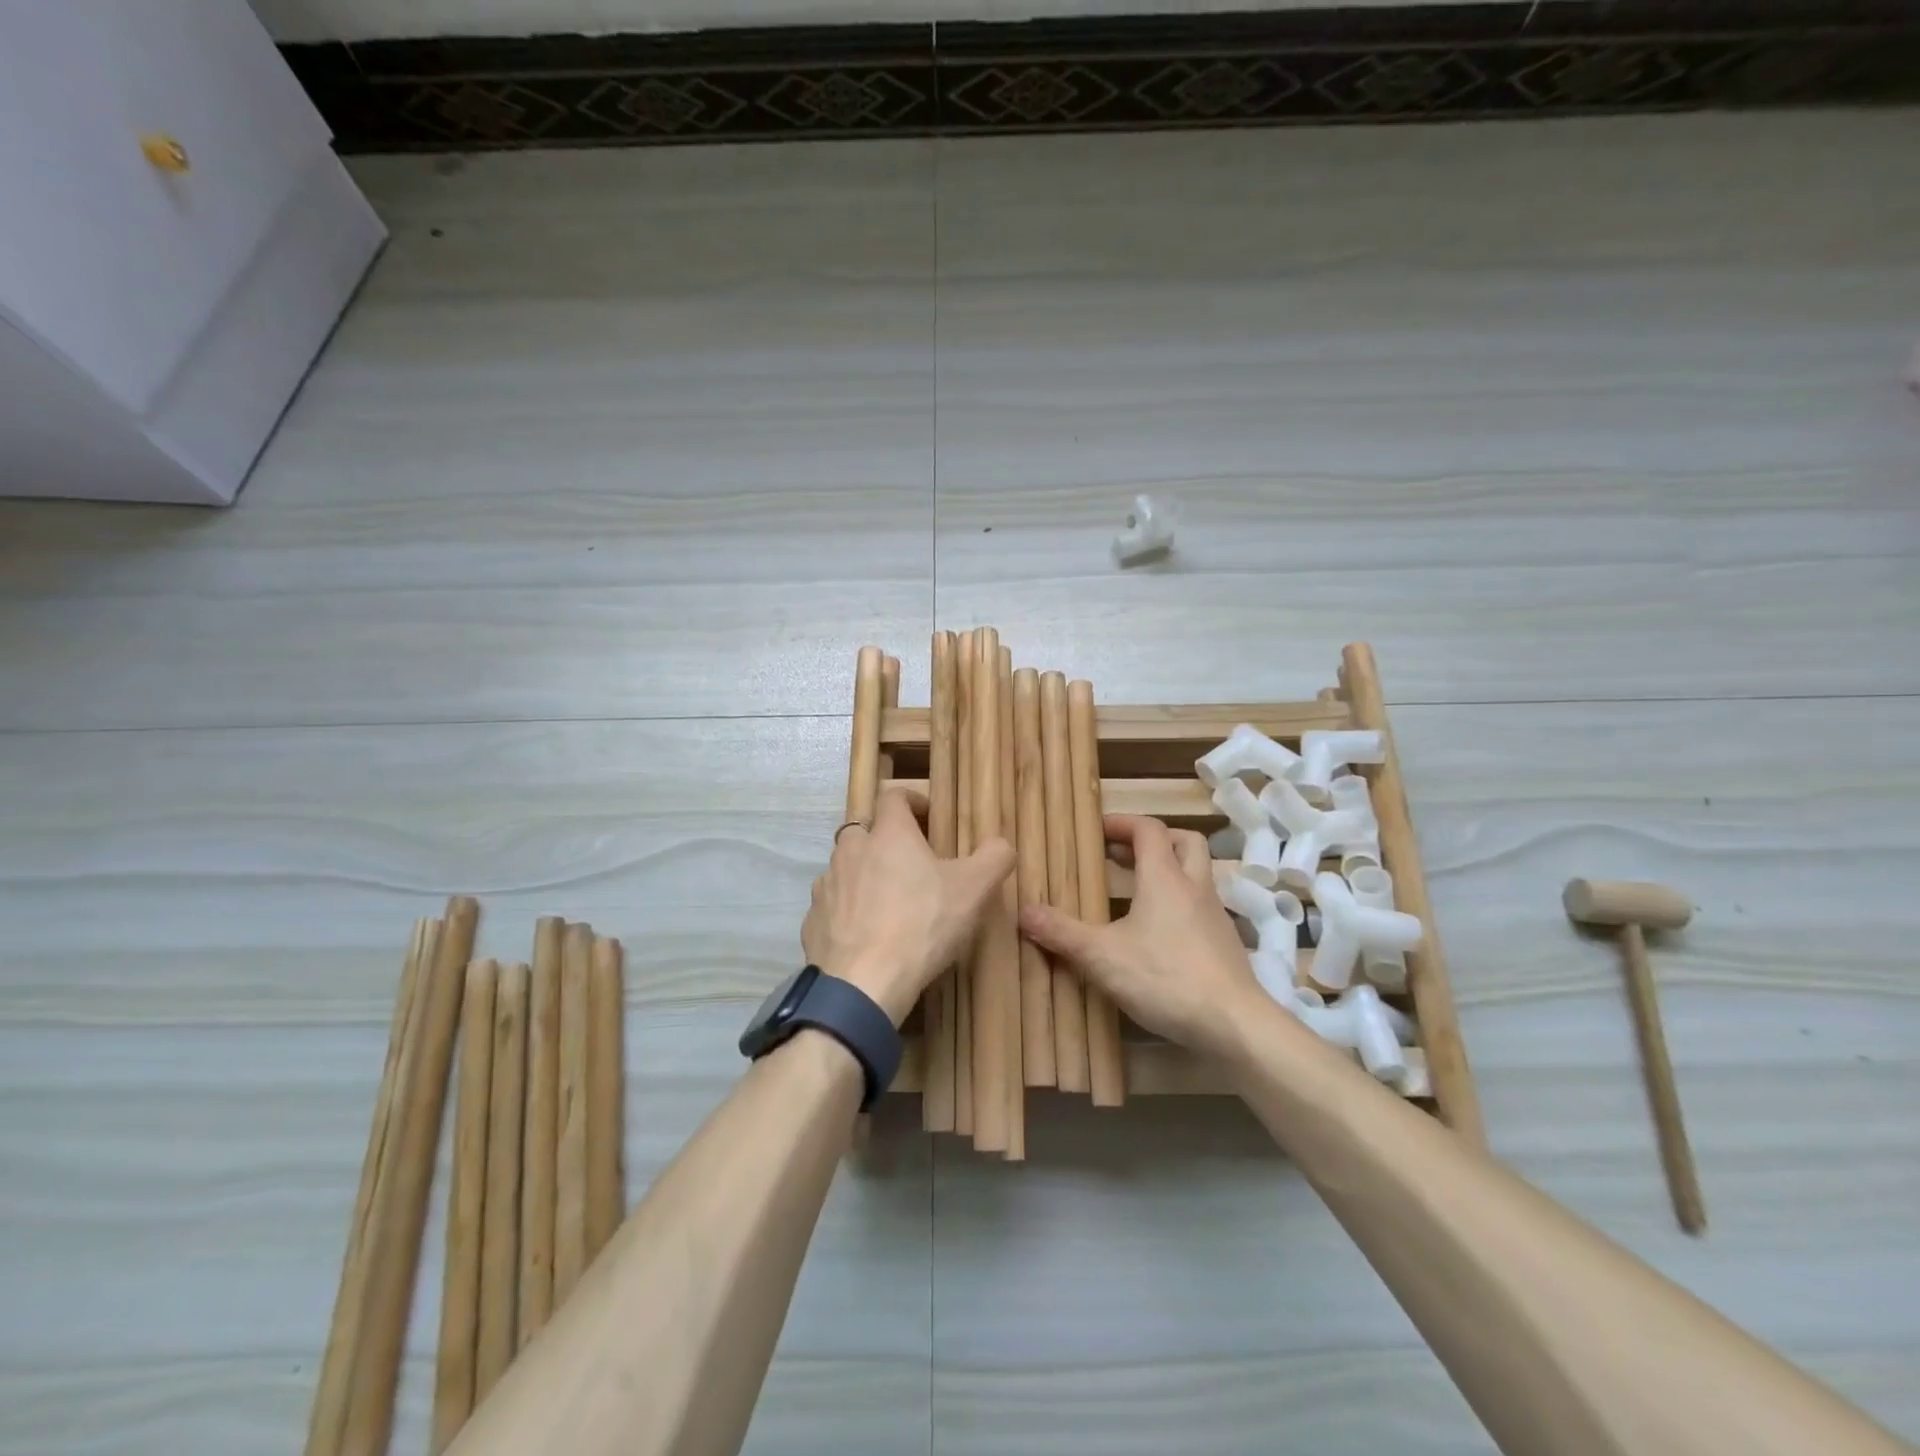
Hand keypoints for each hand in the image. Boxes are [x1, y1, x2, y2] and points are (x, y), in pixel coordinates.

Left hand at [803, 788, 1016, 1026]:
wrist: (863, 984)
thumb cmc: (922, 925)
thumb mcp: (974, 890)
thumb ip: (994, 858)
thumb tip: (1001, 844)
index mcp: (888, 834)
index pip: (893, 796)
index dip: (912, 799)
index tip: (928, 815)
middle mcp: (851, 850)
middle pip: (864, 829)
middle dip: (884, 839)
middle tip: (909, 862)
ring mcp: (827, 885)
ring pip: (844, 867)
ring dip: (863, 874)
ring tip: (887, 900)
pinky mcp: (813, 920)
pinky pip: (832, 904)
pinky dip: (847, 910)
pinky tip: (865, 933)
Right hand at [1019, 814, 1262, 1057]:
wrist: (1235, 1025)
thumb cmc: (1166, 978)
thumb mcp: (1102, 957)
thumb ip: (1062, 933)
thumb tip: (1022, 911)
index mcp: (1165, 878)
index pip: (1148, 829)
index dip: (1122, 823)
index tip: (1097, 831)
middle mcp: (1195, 886)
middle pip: (1184, 841)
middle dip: (1154, 839)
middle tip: (1123, 854)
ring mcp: (1216, 916)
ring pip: (1197, 874)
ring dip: (1170, 871)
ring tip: (1137, 892)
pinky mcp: (1225, 944)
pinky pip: (1201, 907)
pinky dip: (1180, 905)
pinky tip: (1160, 934)